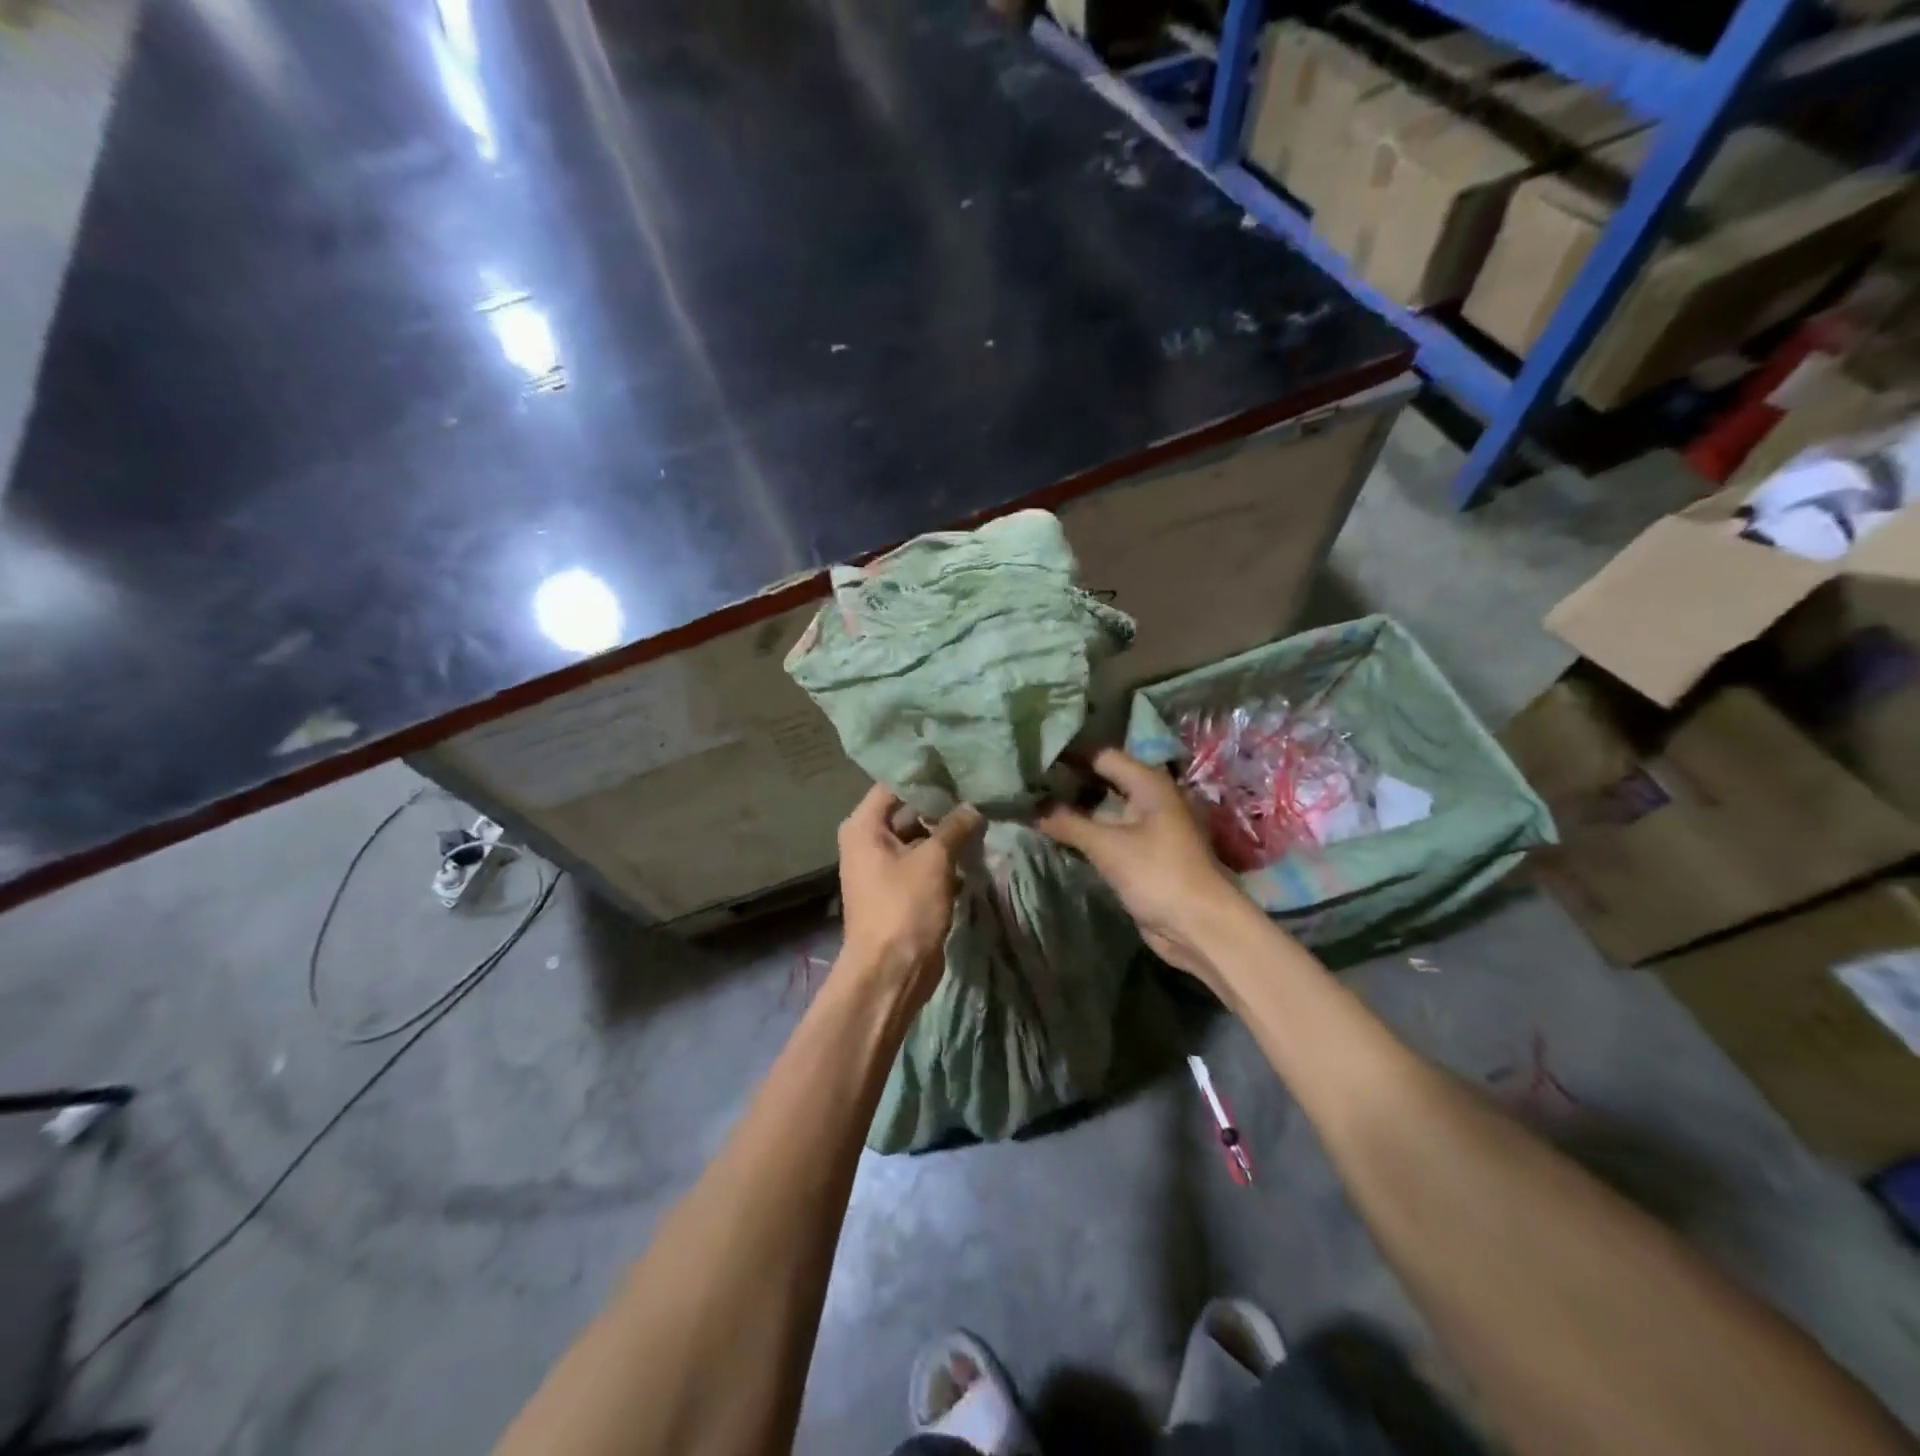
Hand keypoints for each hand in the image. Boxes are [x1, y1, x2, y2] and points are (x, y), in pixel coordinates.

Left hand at [836, 782, 983, 1003]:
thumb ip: (954, 827)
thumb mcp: (933, 861)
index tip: (959, 765)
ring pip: (919, 838)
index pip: (894, 785)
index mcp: (864, 827)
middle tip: (978, 789)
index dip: (926, 775)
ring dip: (947, 833)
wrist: (891, 973)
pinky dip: (945, 858)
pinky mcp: (900, 891)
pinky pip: (924, 863)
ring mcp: (883, 868)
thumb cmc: (904, 907)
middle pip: (908, 811)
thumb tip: (974, 807)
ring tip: (983, 815)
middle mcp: (868, 842)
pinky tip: (976, 849)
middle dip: (942, 805)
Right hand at [1036, 748, 1249, 988]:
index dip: (1070, 755)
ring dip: (1075, 810)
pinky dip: (1086, 832)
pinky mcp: (1143, 854)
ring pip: (1105, 810)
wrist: (1199, 926)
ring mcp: (1148, 827)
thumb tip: (1030, 808)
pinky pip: (1109, 834)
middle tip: (1028, 783)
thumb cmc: (1158, 874)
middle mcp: (1150, 798)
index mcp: (1149, 784)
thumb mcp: (1108, 847)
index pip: (1102, 756)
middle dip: (1069, 783)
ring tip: (1034, 805)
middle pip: (1104, 781)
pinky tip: (1056, 832)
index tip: (1034, 759)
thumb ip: (1068, 823)